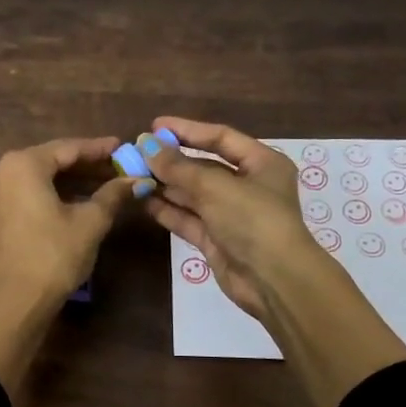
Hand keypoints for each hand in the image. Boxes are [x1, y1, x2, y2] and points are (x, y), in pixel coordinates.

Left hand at [0, 137, 134, 397]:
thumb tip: (134, 179)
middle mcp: (2, 171)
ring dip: (72, 182)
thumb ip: (112, 195)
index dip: (100, 149)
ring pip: (40, 179)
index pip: (69, 148)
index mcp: (23, 164)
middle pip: (52, 161)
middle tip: (119, 168)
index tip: (124, 147)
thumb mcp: (90, 223)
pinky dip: (54, 195)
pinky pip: (28, 195)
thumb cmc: (52, 257)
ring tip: (106, 185)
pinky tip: (79, 202)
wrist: (12, 304)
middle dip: (87, 165)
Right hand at [140, 117, 316, 320]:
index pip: (220, 137)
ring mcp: (231, 214)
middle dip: (171, 160)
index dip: (187, 130)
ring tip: (132, 174)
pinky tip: (142, 199)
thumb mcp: (214, 186)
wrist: (273, 280)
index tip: (155, 126)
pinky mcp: (216, 239)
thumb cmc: (252, 219)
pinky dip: (167, 209)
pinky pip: (188, 218)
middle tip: (137, 153)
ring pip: (192, 194)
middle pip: (204, 166)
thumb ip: (177, 166)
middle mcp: (248, 185)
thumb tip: (146, 144)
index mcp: (262, 163)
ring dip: (164, 185)